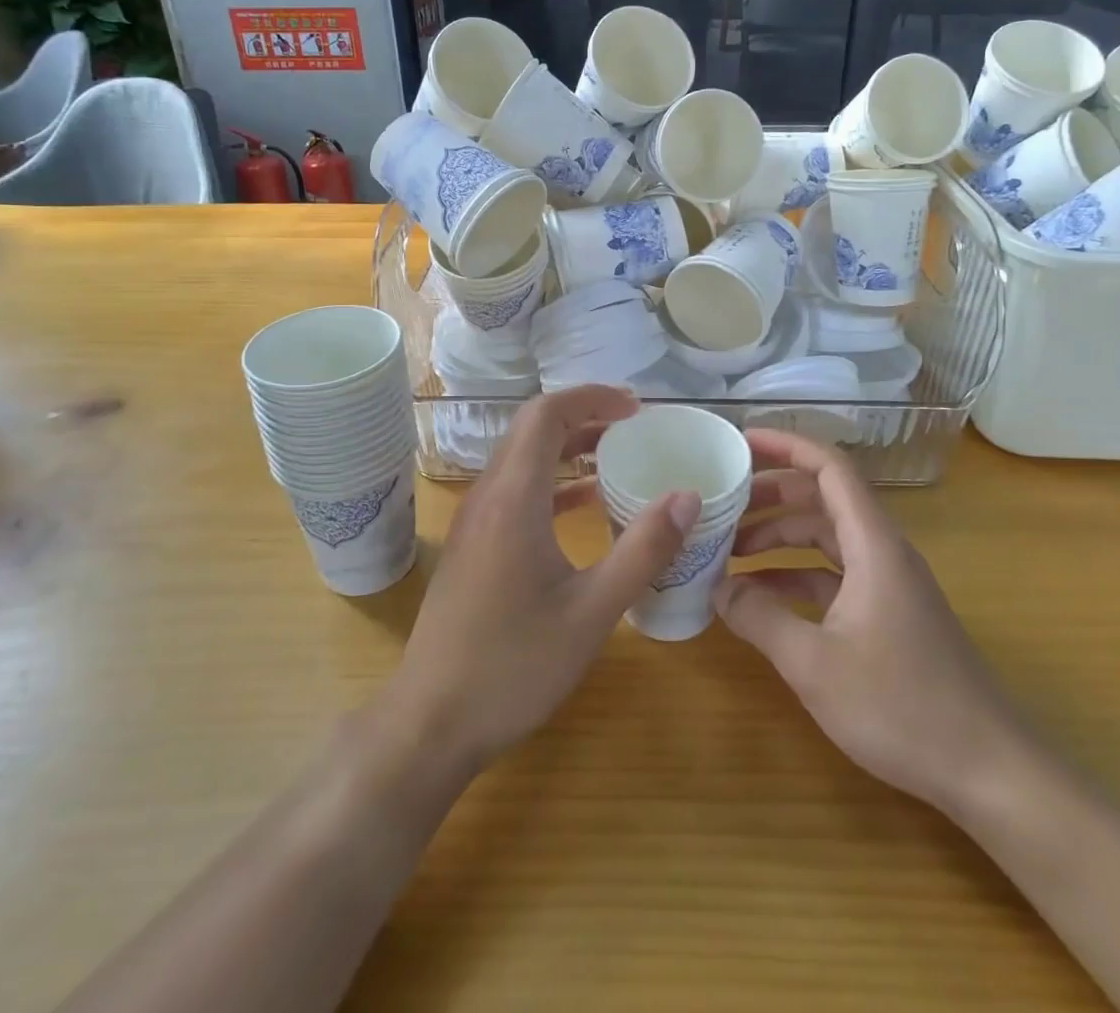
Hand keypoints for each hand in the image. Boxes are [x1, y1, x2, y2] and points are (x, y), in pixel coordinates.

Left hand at [382, 385, 698, 775]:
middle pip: (533, 429)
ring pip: (523, 459)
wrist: (431, 721)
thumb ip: (643, 549)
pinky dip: (553, 481)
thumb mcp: (592, 612)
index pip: (546, 414)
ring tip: (618, 455)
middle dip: (585, 416)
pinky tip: (585, 505)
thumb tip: (688, 496)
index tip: (636, 407)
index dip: (592, 398)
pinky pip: (516, 490)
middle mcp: (488, 496)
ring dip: (568, 447)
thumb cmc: (514, 665)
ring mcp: (475, 520)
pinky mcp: (474, 544)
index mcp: (514, 498)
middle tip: (635, 426)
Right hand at [714, 430, 1023, 811]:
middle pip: (823, 499)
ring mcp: (888, 583)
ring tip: (730, 552)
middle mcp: (882, 551)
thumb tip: (716, 589)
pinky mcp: (889, 614)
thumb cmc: (902, 706)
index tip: (741, 442)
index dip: (786, 446)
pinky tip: (763, 598)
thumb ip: (759, 618)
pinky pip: (834, 574)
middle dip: (771, 495)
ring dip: (780, 538)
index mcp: (873, 544)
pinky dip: (796, 575)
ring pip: (826, 537)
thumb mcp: (814, 663)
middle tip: (722, 504)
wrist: (990, 771)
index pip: (829, 468)